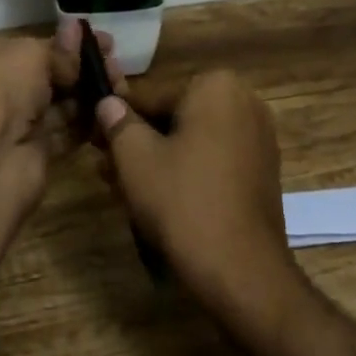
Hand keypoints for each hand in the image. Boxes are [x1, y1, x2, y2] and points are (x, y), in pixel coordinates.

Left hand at [0, 22, 121, 152]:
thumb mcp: (30, 54)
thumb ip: (59, 48)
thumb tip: (78, 29)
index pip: (28, 46)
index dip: (65, 42)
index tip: (101, 41)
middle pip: (46, 76)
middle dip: (81, 69)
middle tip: (115, 65)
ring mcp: (13, 125)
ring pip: (59, 105)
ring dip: (89, 95)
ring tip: (120, 86)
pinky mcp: (33, 153)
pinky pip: (65, 133)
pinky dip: (87, 123)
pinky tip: (111, 111)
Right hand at [93, 71, 303, 325]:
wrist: (241, 269)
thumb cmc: (183, 201)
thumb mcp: (135, 158)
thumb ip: (118, 122)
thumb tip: (108, 103)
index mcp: (217, 86)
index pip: (151, 96)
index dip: (117, 119)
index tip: (93, 140)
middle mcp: (245, 103)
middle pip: (174, 117)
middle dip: (138, 141)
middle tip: (105, 167)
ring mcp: (259, 138)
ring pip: (192, 141)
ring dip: (157, 159)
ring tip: (122, 187)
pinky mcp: (262, 172)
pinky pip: (213, 161)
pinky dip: (186, 172)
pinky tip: (157, 198)